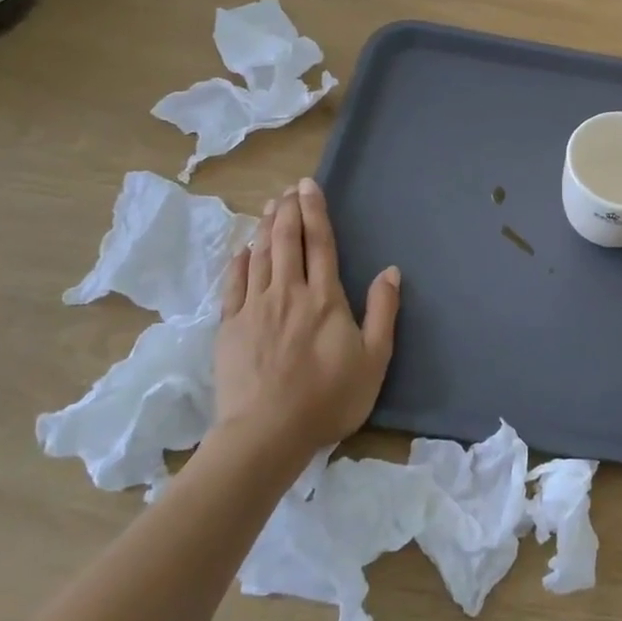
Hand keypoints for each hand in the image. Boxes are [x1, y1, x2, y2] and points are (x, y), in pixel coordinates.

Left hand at [212, 179, 400, 454]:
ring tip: (270, 206)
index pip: (320, 244)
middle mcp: (288, 293)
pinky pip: (234, 284)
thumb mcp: (374, 359)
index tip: (308, 186)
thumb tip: (391, 271)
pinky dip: (239, 261)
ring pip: (259, 256)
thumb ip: (383, 311)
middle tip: (289, 188)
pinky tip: (242, 250)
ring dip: (265, 227)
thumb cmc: (328, 398)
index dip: (315, 212)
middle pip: (285, 241)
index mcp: (325, 298)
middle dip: (288, 210)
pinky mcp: (230, 327)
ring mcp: (254, 308)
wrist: (266, 434)